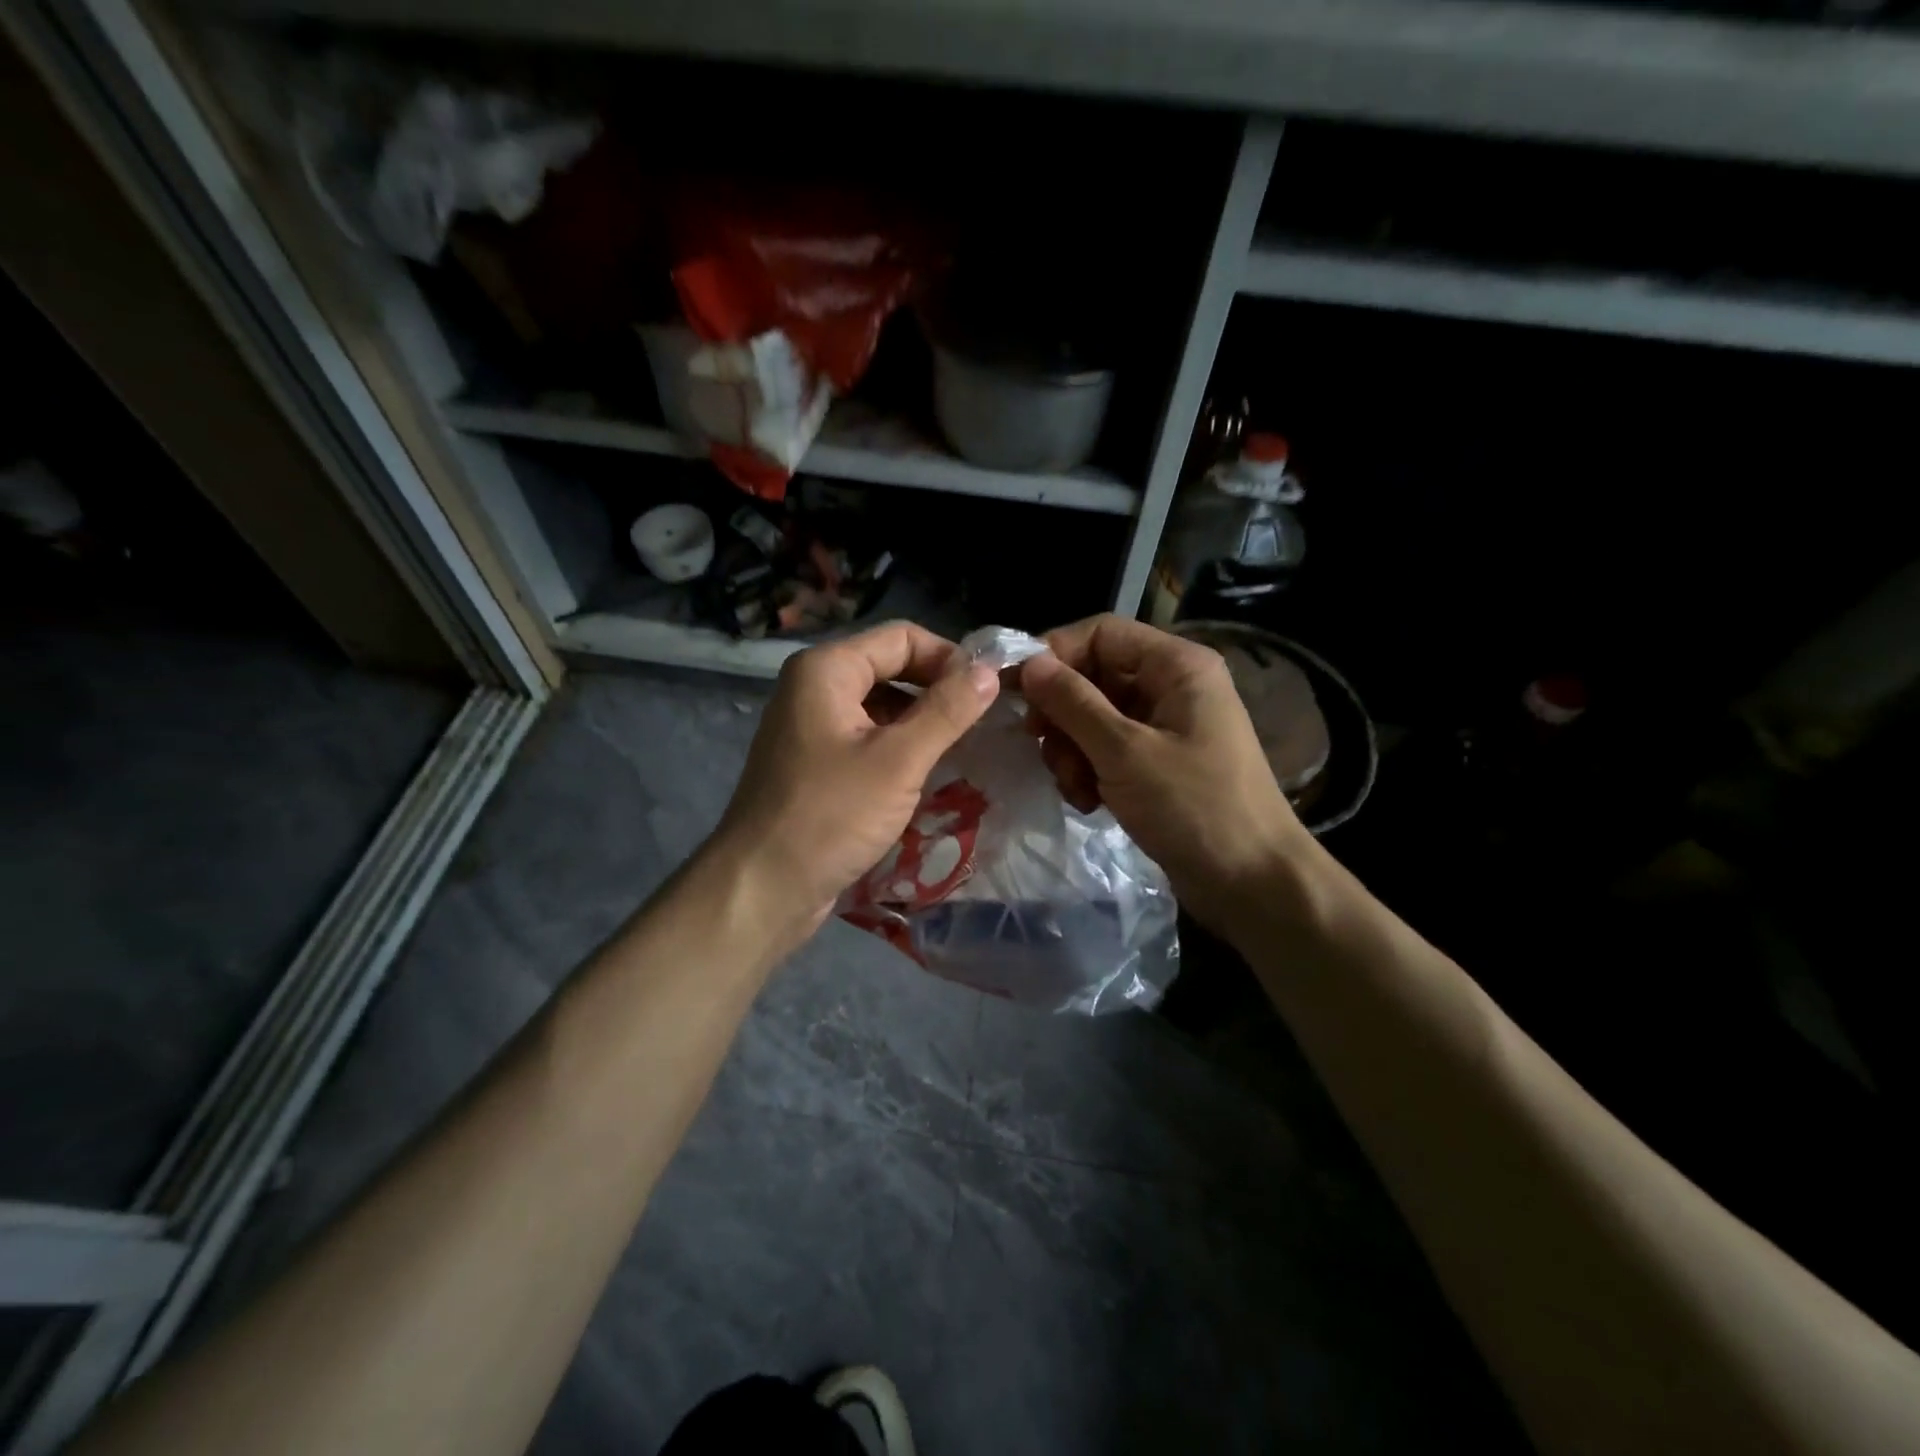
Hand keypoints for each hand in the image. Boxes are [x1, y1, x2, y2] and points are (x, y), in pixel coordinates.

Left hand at [712, 621, 999, 933]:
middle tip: (982, 720)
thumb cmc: (830, 816)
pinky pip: (866, 738)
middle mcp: (814, 687)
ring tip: (963, 747)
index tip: (989, 691)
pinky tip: (928, 773)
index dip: (948, 657)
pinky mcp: (816, 763)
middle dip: (936, 690)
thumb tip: (989, 671)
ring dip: (921, 721)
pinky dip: (899, 747)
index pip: (901, 637)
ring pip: (880, 706)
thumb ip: (947, 711)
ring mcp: (811, 726)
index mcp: (826, 669)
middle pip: (889, 667)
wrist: (762, 888)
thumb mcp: (898, 761)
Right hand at [1019, 614, 1316, 935]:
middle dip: (1063, 716)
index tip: (1015, 689)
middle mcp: (1170, 686)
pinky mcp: (1156, 763)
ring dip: (1072, 751)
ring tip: (1076, 788)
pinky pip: (1106, 750)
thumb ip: (1073, 703)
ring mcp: (1164, 726)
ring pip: (1093, 718)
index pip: (1100, 633)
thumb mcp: (1124, 751)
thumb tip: (1028, 663)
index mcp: (1176, 666)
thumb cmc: (1193, 807)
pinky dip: (1090, 771)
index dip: (1054, 654)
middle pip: (1093, 677)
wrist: (1251, 883)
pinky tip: (1089, 803)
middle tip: (1043, 748)